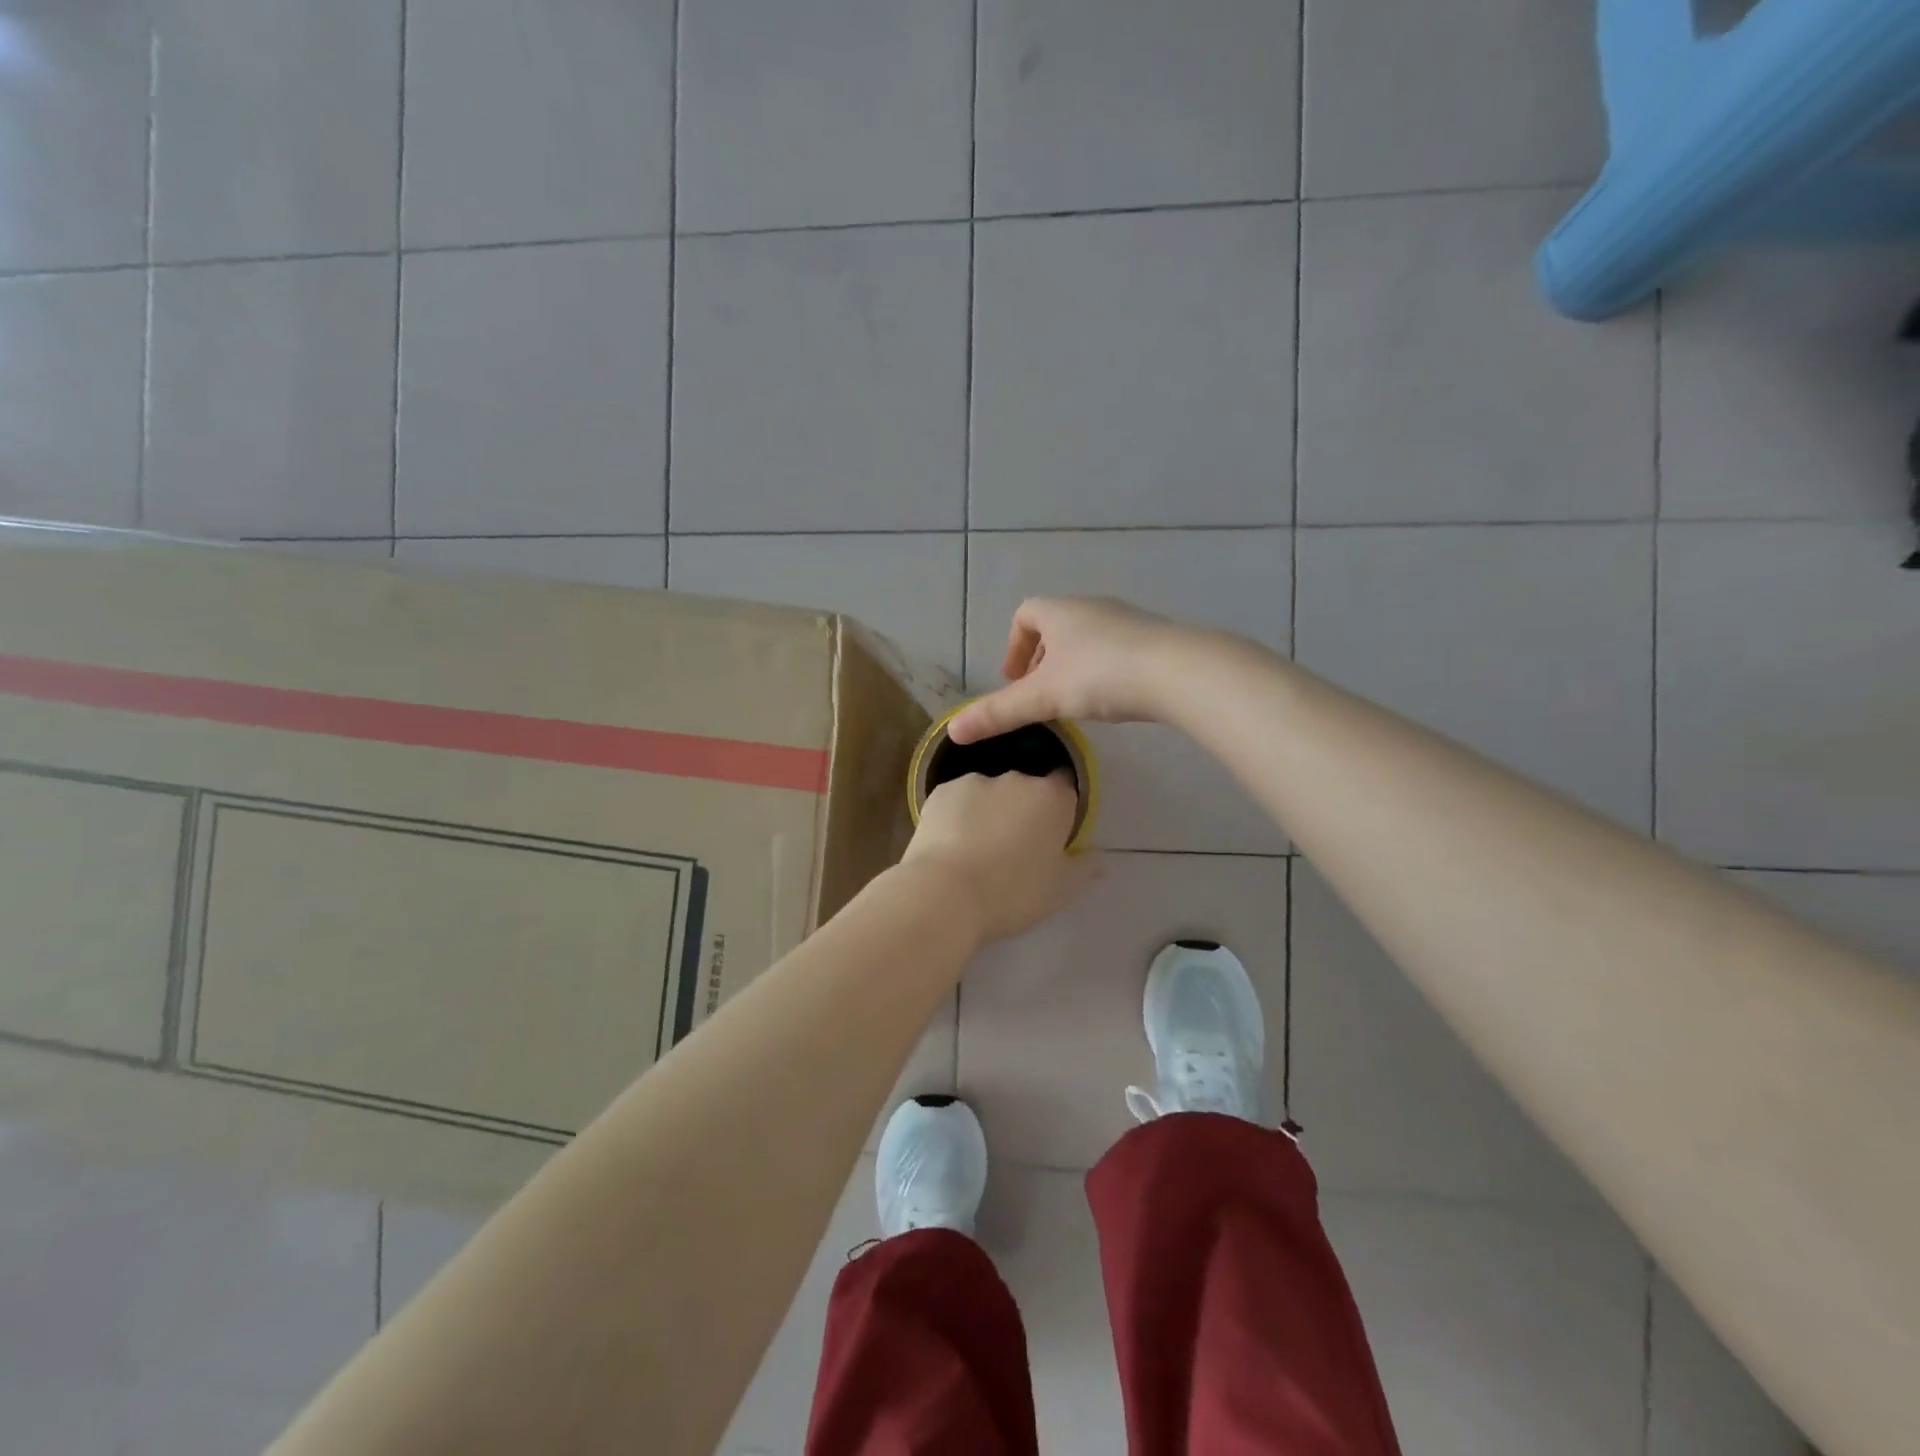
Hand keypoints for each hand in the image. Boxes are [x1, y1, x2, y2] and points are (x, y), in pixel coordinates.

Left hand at [900, 770, 1093, 943]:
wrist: (944, 895)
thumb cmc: (1011, 893)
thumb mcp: (1060, 891)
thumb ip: (1084, 868)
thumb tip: (1096, 854)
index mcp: (1052, 798)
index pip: (1066, 786)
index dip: (1061, 808)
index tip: (1052, 833)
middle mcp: (1016, 778)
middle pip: (1027, 788)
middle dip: (1023, 810)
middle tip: (1013, 848)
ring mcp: (975, 781)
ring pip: (990, 793)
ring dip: (989, 811)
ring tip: (976, 849)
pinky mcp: (940, 792)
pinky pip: (958, 800)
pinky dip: (958, 815)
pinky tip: (951, 844)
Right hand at [948, 597, 1201, 743]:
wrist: (1177, 672)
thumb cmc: (1100, 675)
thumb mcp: (1043, 697)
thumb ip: (999, 713)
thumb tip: (953, 731)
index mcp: (1059, 612)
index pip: (1025, 615)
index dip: (1013, 646)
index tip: (1014, 679)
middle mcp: (1091, 607)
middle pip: (1056, 625)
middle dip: (1042, 658)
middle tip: (1039, 694)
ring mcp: (1126, 620)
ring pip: (1088, 637)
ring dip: (1073, 664)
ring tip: (1073, 700)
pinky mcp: (1153, 638)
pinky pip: (1117, 648)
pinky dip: (1103, 668)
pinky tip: (1111, 697)